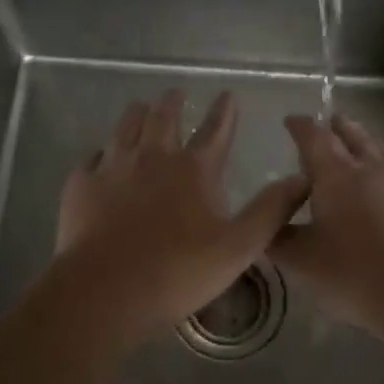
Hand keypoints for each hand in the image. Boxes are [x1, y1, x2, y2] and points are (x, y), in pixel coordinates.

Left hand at [52, 90, 309, 344]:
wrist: (105, 290)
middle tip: (176, 93)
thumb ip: (271, 210)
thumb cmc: (179, 271)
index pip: (215, 130)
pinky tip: (100, 156)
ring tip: (141, 107)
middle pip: (164, 118)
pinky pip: (92, 158)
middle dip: (173, 102)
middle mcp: (153, 157)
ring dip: (137, 114)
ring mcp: (113, 167)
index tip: (228, 95)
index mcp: (193, 169)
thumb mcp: (239, 247)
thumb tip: (301, 178)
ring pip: (126, 127)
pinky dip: (100, 152)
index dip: (224, 111)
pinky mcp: (82, 185)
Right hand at [271, 114, 383, 324]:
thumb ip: (280, 242)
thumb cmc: (354, 273)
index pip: (314, 138)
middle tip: (329, 122)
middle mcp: (371, 169)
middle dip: (338, 126)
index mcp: (336, 175)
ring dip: (367, 143)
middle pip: (354, 135)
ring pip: (382, 151)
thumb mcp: (304, 262)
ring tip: (360, 146)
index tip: (291, 121)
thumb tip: (266, 229)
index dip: (301, 127)